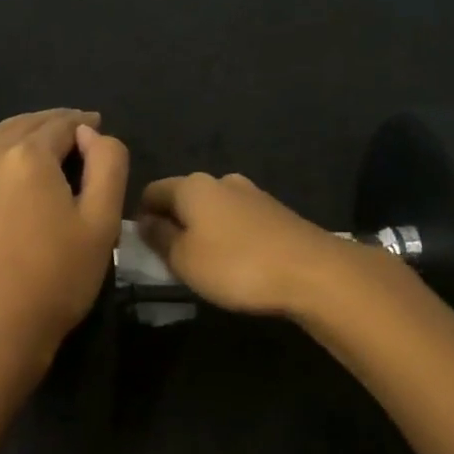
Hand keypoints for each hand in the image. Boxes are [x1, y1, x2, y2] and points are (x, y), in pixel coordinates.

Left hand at [0, 109, 128, 365]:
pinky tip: (1, 184)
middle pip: (20, 126)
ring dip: (16, 142)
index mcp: (25, 155)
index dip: (82, 124)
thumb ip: (108, 164)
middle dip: (49, 126)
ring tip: (37, 155)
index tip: (95, 128)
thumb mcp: (103, 222)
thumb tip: (90, 134)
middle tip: (70, 137)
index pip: (60, 123)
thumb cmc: (58, 279)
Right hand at [136, 172, 359, 318]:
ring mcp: (253, 194)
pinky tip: (235, 262)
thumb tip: (145, 222)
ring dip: (203, 231)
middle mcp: (222, 181)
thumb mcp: (183, 259)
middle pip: (184, 198)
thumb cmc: (236, 265)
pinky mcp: (276, 212)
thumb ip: (159, 238)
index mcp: (192, 186)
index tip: (142, 247)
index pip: (151, 191)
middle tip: (171, 259)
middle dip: (174, 223)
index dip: (141, 216)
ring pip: (213, 209)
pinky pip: (238, 220)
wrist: (313, 272)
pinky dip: (228, 237)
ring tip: (204, 264)